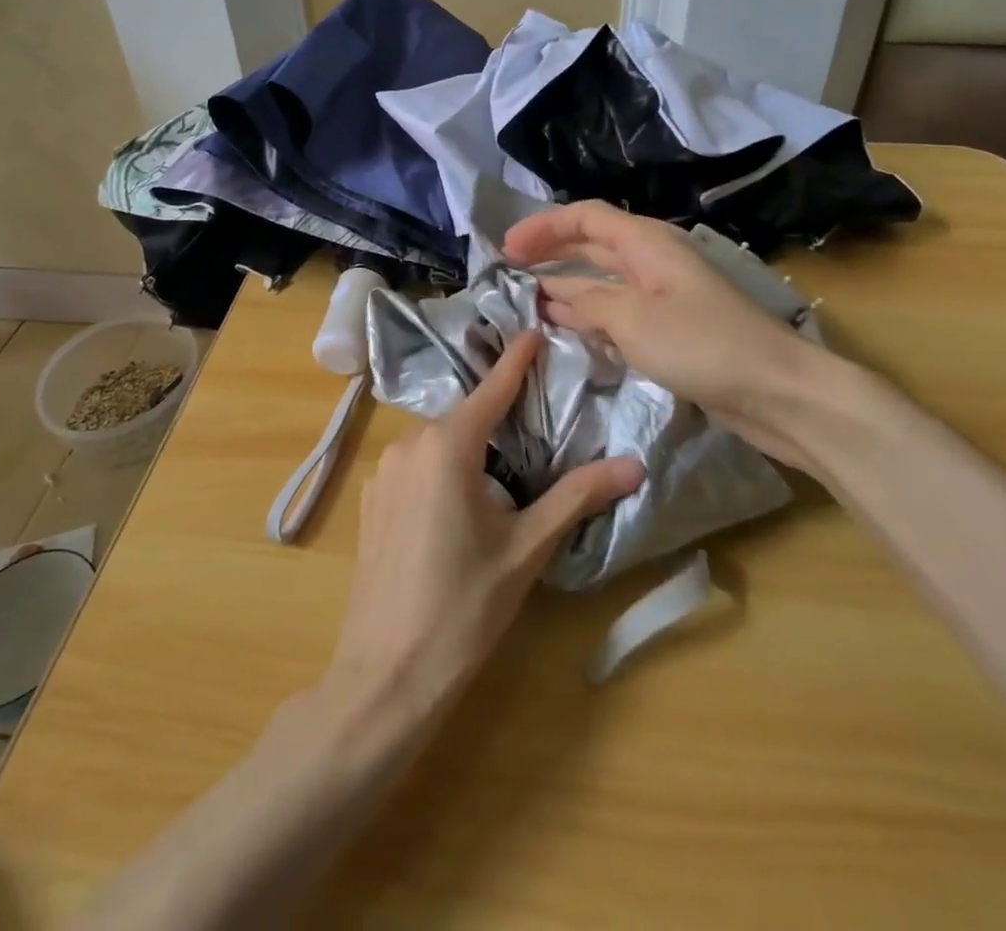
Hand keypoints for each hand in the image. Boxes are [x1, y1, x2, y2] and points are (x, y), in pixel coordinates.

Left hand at [323, 330, 644, 719]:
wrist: (385, 676)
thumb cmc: (464, 608)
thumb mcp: (527, 549)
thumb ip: (577, 497)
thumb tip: (634, 465)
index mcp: (446, 447)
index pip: (491, 389)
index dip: (516, 360)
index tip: (534, 331)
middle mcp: (408, 446)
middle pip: (464, 418)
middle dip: (498, 416)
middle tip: (535, 425)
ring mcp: (383, 474)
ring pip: (437, 444)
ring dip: (469, 448)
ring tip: (502, 475)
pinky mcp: (370, 502)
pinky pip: (415, 468)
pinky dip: (442, 471)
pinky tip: (457, 510)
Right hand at [503, 201, 869, 468]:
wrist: (774, 389)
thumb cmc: (701, 343)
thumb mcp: (632, 318)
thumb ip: (588, 303)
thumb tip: (556, 298)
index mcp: (646, 243)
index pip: (586, 217)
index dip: (543, 227)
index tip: (506, 249)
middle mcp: (653, 260)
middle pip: (593, 244)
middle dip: (551, 251)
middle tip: (509, 268)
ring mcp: (663, 295)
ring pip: (603, 280)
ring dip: (567, 285)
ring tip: (528, 298)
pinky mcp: (670, 328)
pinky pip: (619, 310)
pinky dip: (590, 314)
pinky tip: (569, 328)